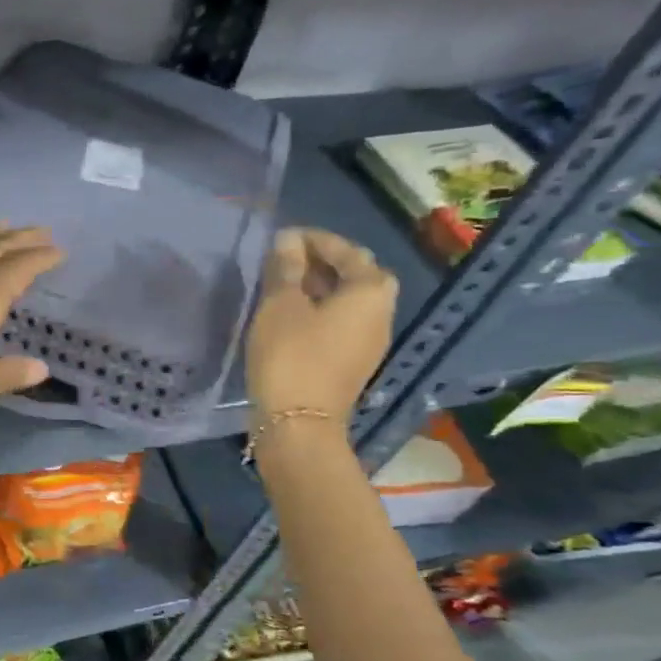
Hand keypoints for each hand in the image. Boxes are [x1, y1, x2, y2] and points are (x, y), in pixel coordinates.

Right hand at [244, 227, 397, 422]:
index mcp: (370, 292)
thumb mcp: (280, 305)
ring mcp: (369, 341)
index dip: (315, 239)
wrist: (298, 423)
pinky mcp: (352, 363)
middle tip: (286, 259)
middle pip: (355, 275)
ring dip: (319, 287)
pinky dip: (319, 310)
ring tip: (283, 284)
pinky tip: (290, 315)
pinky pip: (340, 323)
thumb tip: (289, 241)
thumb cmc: (290, 356)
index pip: (347, 251)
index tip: (283, 237)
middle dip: (322, 262)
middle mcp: (380, 313)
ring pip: (347, 301)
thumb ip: (287, 268)